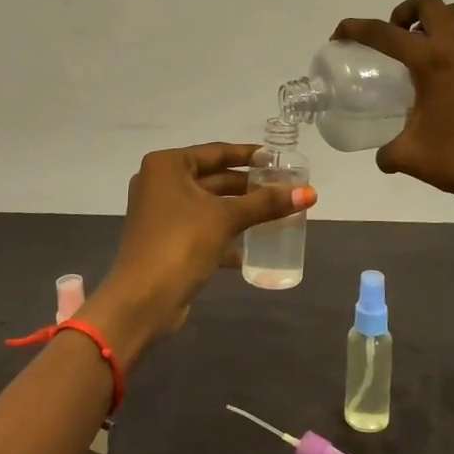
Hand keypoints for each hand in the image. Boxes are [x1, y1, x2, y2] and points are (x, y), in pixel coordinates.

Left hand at [85, 142, 316, 364]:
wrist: (143, 300)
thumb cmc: (181, 244)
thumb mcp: (226, 218)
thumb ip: (266, 203)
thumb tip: (310, 193)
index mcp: (166, 166)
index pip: (216, 152)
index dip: (249, 155)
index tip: (278, 159)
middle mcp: (159, 183)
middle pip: (213, 178)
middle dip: (247, 185)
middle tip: (282, 186)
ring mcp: (160, 213)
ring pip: (208, 205)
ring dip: (239, 210)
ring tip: (276, 212)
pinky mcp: (166, 240)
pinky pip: (202, 227)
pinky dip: (225, 232)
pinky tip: (254, 245)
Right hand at [333, 0, 453, 217]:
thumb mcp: (410, 157)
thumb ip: (387, 152)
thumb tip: (383, 155)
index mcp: (431, 64)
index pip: (383, 34)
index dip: (355, 29)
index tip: (340, 36)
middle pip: (428, 4)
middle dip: (403, 12)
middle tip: (394, 37)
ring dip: (438, 17)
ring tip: (427, 42)